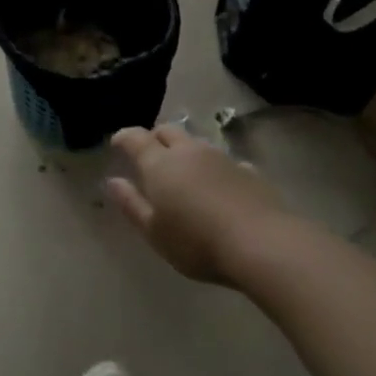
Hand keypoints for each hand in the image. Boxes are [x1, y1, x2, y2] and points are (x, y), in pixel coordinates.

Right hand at [106, 125, 277, 284]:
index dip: (124, 137)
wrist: (263, 244)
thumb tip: (112, 181)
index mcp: (160, 164)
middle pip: (168, 131)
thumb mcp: (154, 232)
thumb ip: (131, 204)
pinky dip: (214, 167)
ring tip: (183, 170)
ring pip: (196, 143)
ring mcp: (221, 158)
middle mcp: (189, 152)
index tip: (117, 142)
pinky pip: (224, 161)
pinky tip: (218, 184)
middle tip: (149, 153)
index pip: (136, 138)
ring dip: (185, 150)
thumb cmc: (197, 242)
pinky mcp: (248, 171)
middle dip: (155, 137)